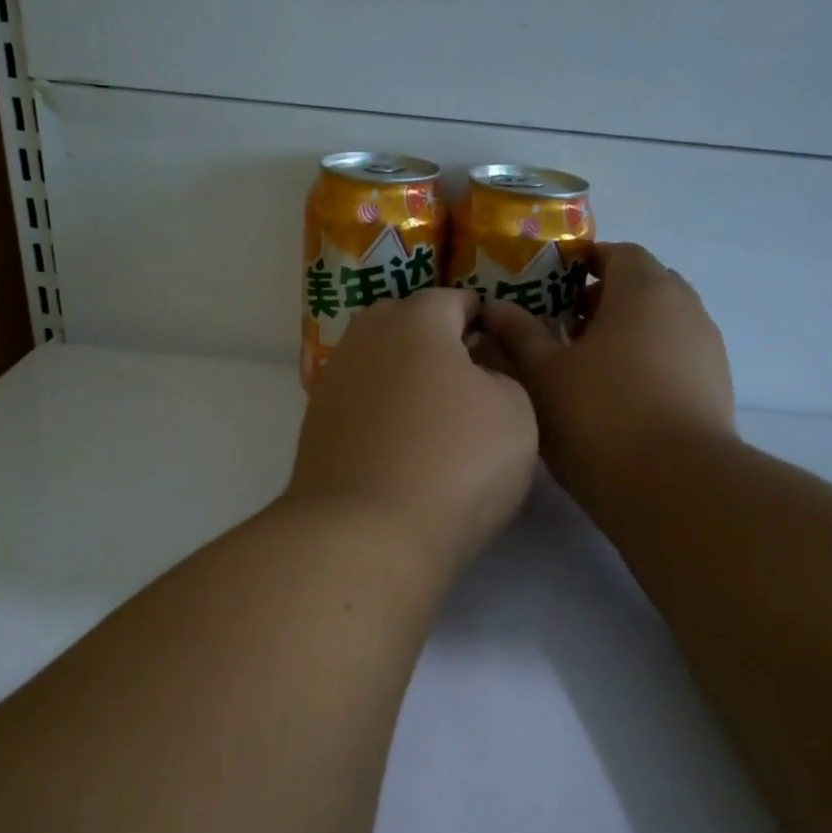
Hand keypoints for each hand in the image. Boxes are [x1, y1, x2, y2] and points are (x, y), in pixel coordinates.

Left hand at [287, 289, 539, 575]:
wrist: (365, 533)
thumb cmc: (455, 463)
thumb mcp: (516, 414)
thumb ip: (504, 375)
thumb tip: (479, 372)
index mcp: (416, 321)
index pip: (454, 299)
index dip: (482, 316)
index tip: (498, 339)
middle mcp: (366, 339)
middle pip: (406, 322)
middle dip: (436, 337)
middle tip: (467, 371)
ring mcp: (334, 381)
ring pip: (377, 360)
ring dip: (405, 372)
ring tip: (434, 407)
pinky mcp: (316, 424)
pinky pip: (359, 398)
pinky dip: (381, 406)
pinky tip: (400, 437)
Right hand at [479, 243, 734, 516]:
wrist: (675, 486)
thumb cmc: (599, 415)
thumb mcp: (543, 374)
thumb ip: (519, 334)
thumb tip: (496, 307)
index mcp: (645, 290)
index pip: (619, 253)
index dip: (585, 263)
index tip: (553, 286)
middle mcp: (685, 308)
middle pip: (644, 286)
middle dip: (604, 299)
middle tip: (565, 326)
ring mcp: (707, 349)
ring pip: (662, 324)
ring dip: (627, 332)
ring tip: (587, 366)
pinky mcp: (717, 388)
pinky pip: (676, 357)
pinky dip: (648, 362)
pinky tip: (619, 398)